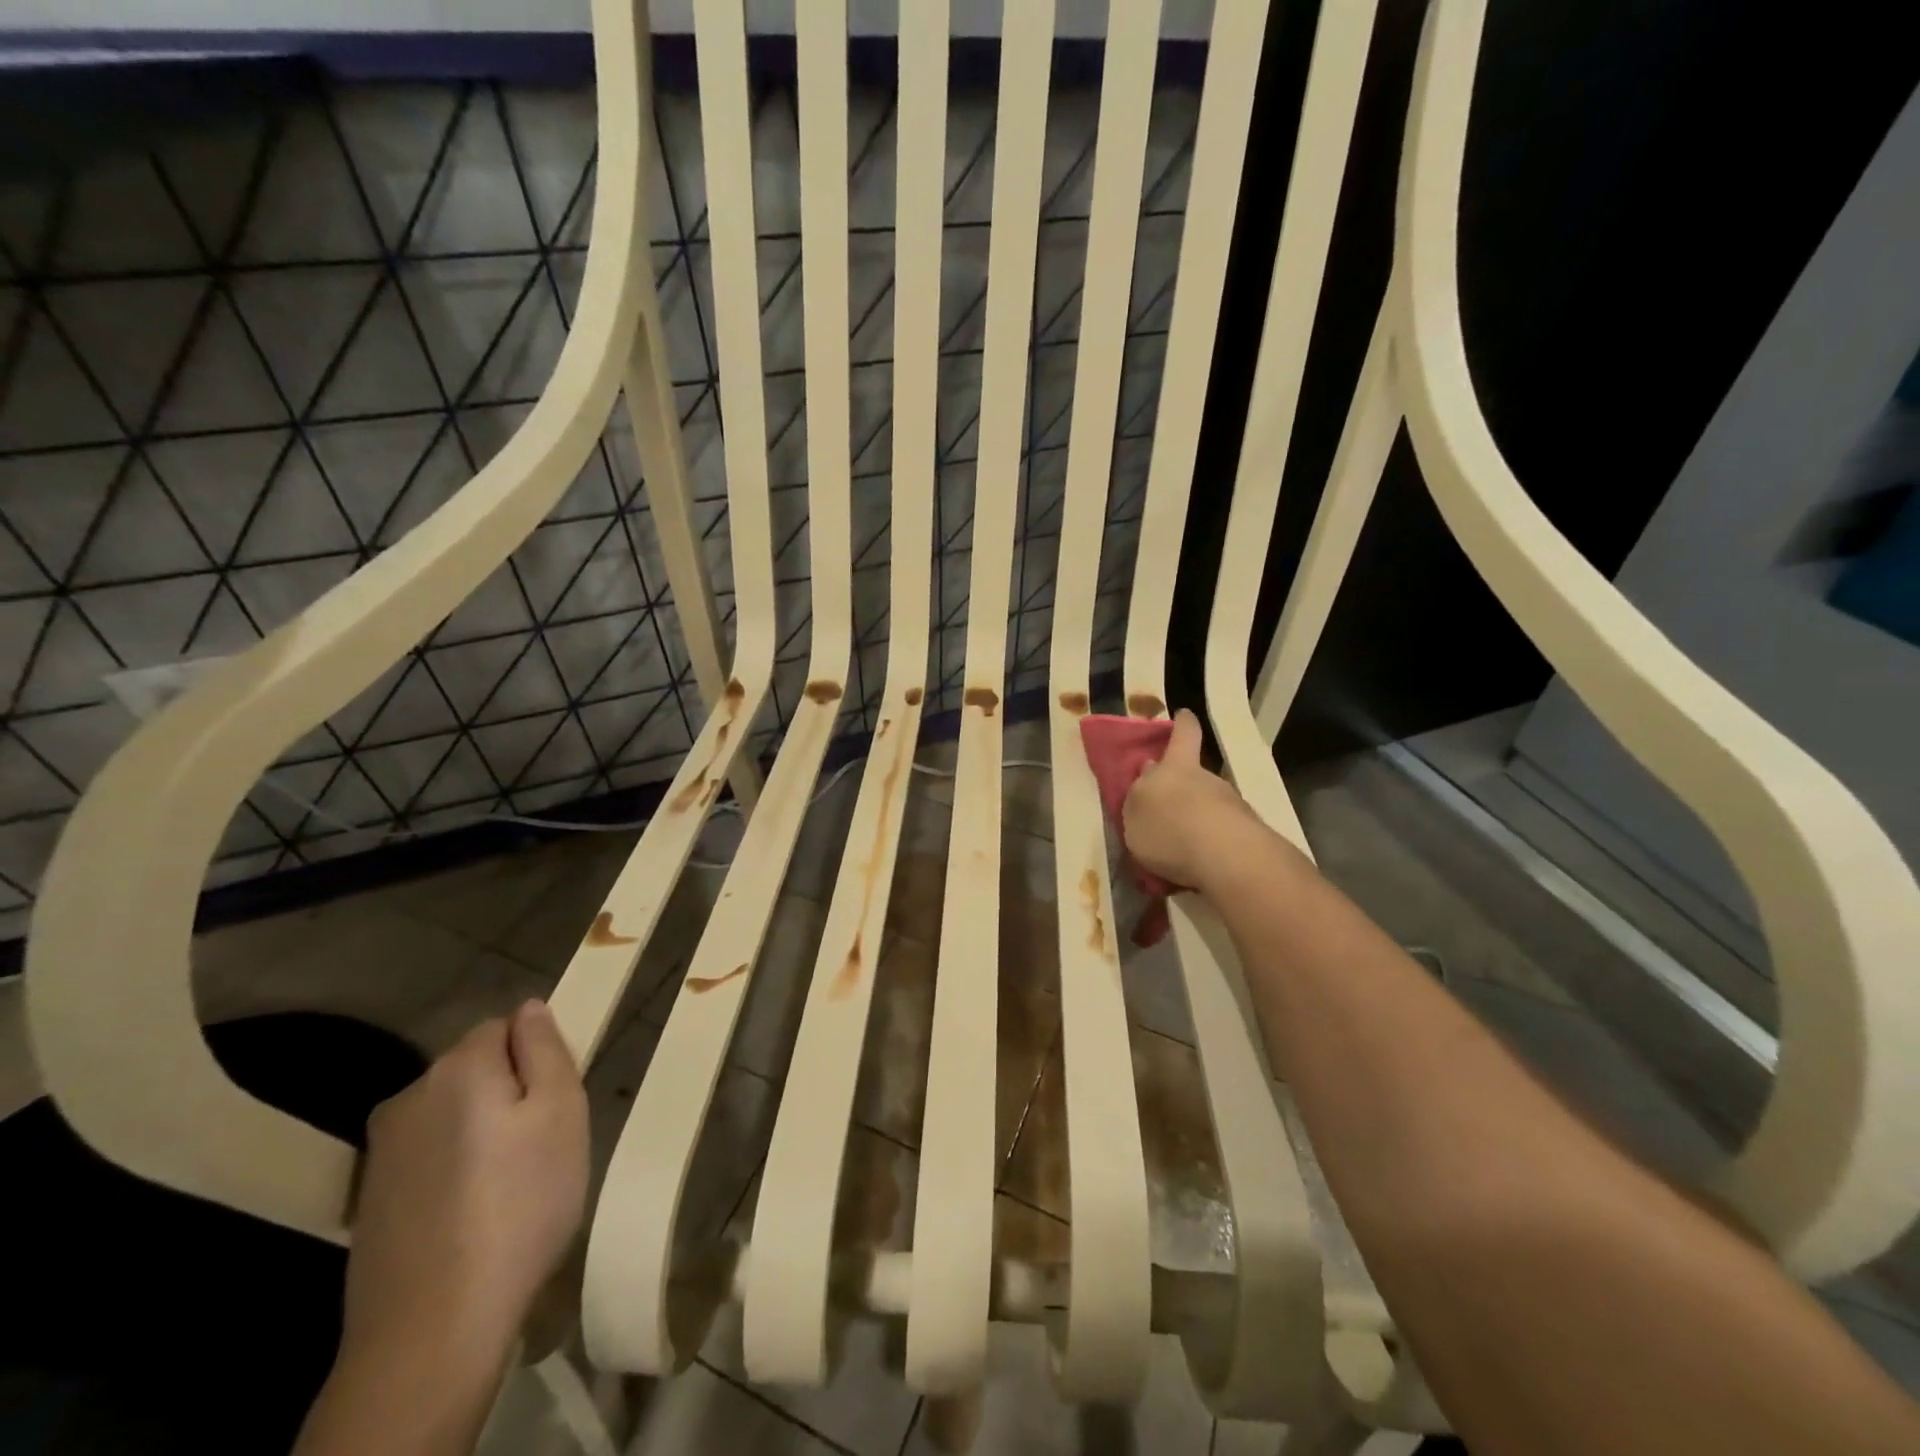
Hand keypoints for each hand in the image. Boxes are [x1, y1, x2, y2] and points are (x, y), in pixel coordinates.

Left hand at [342, 1000, 588, 1370]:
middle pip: (474, 1067)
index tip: (554, 1103)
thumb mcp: (562, 1112)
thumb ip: (545, 1048)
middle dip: (509, 1090)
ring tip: (507, 1184)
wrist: (432, 1326)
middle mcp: (410, 1094)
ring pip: (450, 1111)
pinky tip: (470, 1212)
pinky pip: (427, 1153)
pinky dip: (453, 1166)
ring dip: (480, 1128)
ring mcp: (382, 1149)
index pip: (504, 1026)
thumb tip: (529, 1008)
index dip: (536, 1057)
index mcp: (460, 1067)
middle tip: (539, 1145)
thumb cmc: (521, 1204)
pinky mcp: (369, 1196)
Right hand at [1122, 709, 1271, 892]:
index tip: (1184, 715)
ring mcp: (1231, 805)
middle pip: (1193, 776)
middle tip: (1165, 812)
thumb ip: (1139, 799)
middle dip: (1181, 790)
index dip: (1183, 724)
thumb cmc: (1169, 830)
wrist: (1227, 858)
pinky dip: (1210, 843)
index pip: (1184, 734)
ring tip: (1179, 848)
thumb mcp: (1135, 816)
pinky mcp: (1248, 833)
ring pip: (1208, 805)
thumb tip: (1148, 778)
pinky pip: (1221, 833)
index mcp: (1174, 768)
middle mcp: (1206, 779)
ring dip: (1195, 820)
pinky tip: (1199, 864)